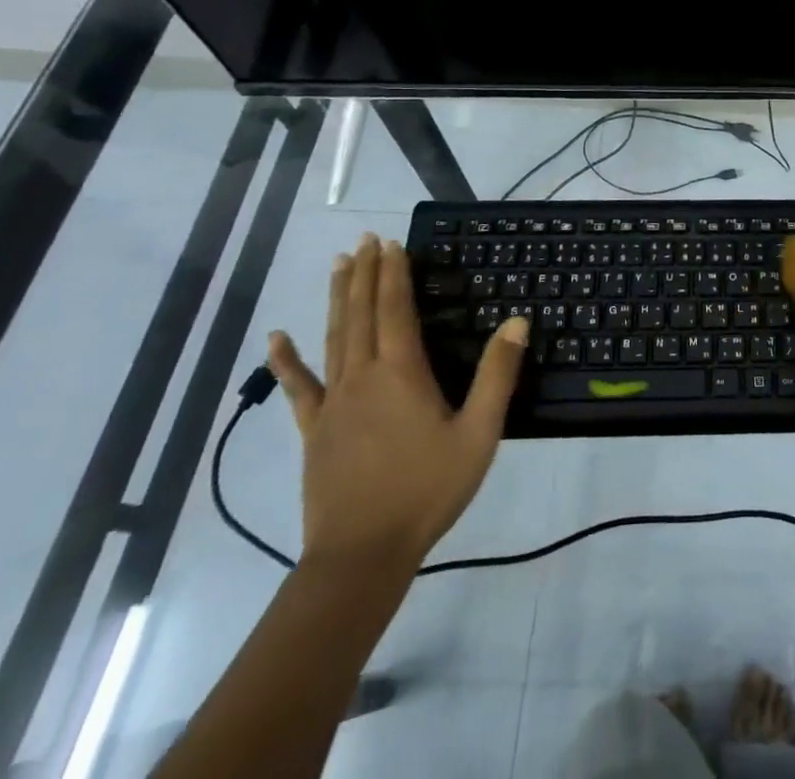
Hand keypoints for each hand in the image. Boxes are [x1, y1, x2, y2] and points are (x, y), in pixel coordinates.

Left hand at [266, 234, 529, 574]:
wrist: (361, 556)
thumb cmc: (426, 490)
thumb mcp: (478, 433)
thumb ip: (497, 375)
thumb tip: (518, 321)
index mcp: (401, 373)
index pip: (394, 309)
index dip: (393, 273)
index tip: (392, 243)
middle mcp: (362, 376)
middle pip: (360, 313)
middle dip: (364, 273)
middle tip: (365, 239)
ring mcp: (332, 403)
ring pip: (333, 337)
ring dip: (336, 297)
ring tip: (338, 264)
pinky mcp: (313, 430)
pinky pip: (298, 386)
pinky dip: (286, 360)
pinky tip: (275, 337)